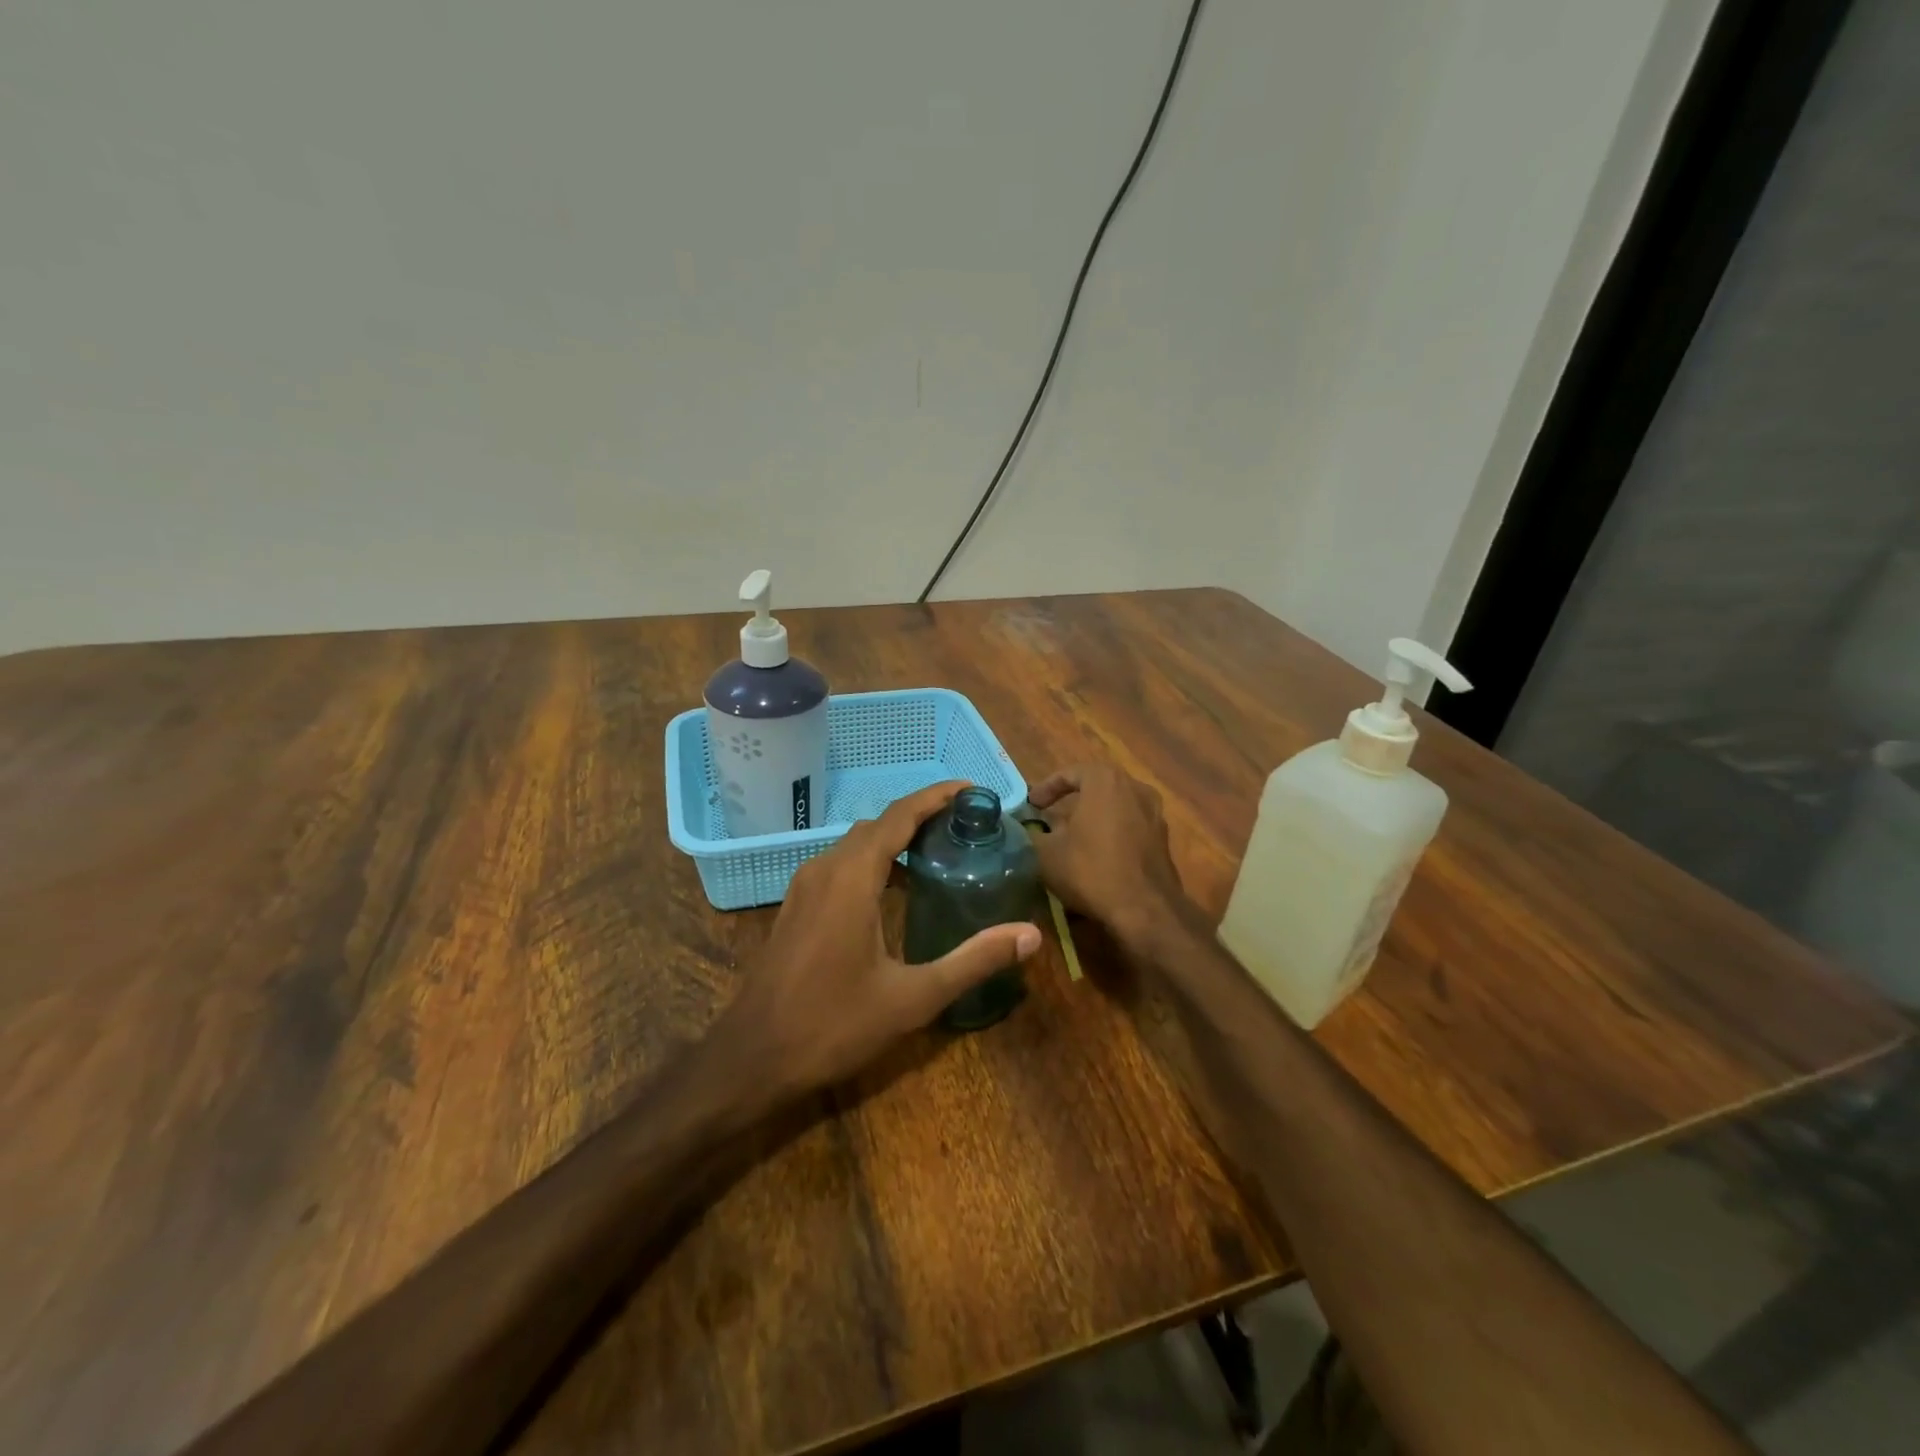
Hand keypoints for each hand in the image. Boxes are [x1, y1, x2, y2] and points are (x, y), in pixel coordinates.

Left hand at [716, 781, 1041, 1096]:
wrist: (753, 1058)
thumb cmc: (833, 1025)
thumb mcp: (913, 998)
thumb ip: (972, 961)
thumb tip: (1030, 935)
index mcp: (852, 877)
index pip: (899, 816)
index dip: (936, 796)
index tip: (972, 790)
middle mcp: (825, 868)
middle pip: (878, 824)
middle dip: (921, 816)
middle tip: (966, 825)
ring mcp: (805, 886)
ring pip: (856, 843)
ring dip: (895, 838)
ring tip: (938, 852)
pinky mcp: (796, 906)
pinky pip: (841, 864)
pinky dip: (873, 860)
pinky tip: (895, 890)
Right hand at [1029, 764, 1192, 952]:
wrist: (1145, 909)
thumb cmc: (1091, 870)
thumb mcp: (1046, 853)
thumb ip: (1030, 834)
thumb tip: (1022, 828)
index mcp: (1105, 780)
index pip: (1069, 773)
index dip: (1046, 788)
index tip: (1032, 805)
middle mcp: (1134, 787)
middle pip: (1096, 786)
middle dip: (1071, 800)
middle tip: (1050, 816)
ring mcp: (1154, 812)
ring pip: (1115, 805)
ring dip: (1093, 815)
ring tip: (1072, 835)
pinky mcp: (1163, 838)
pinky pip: (1130, 824)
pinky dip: (1112, 831)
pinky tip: (1097, 853)